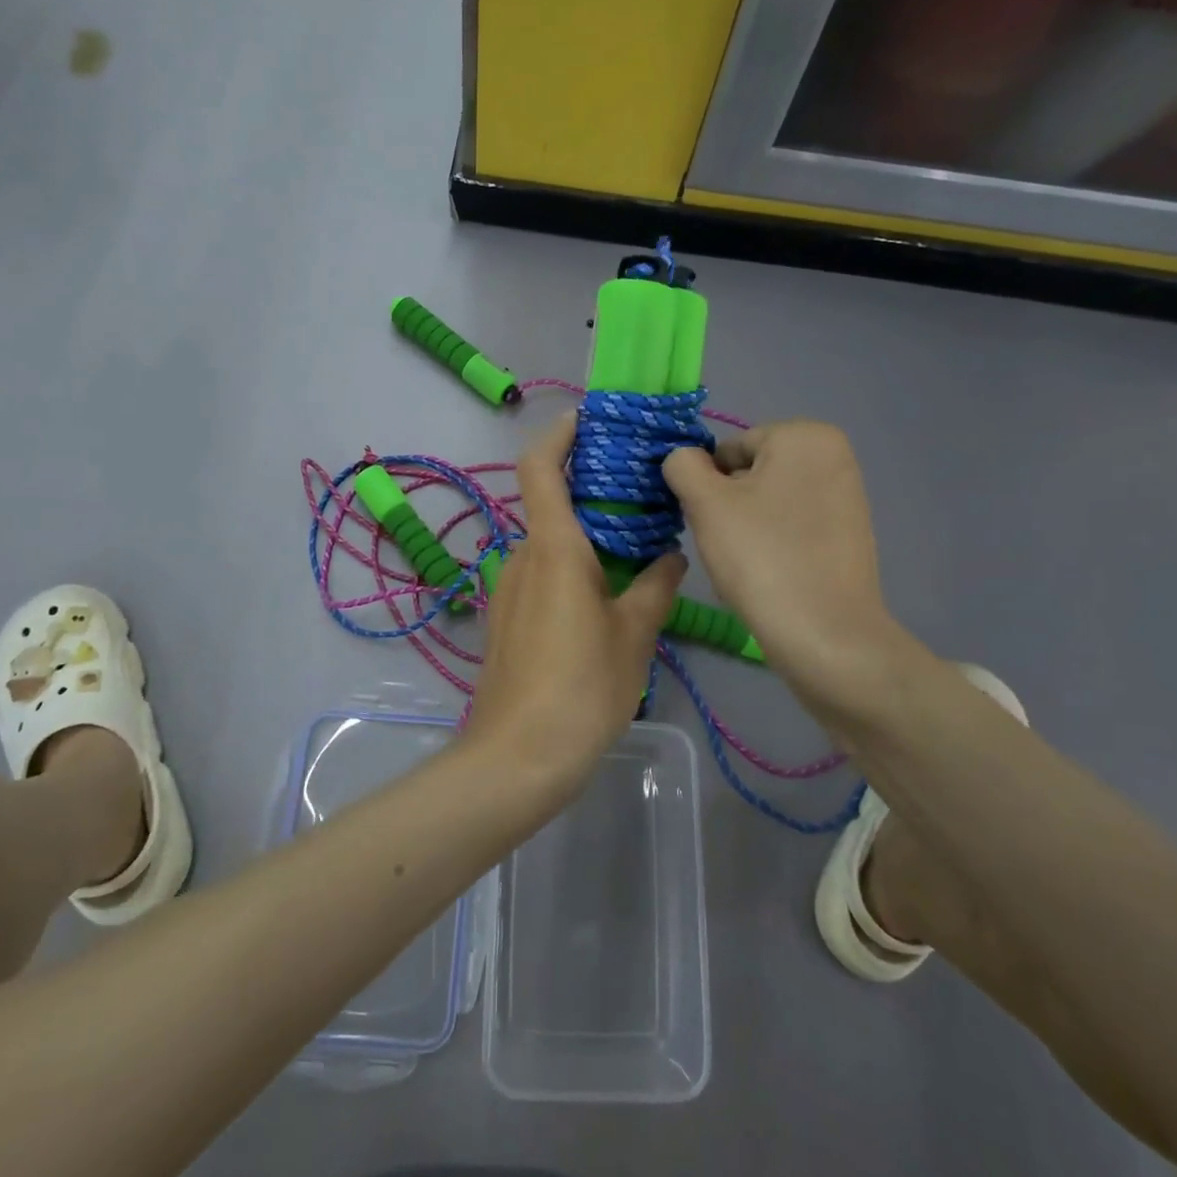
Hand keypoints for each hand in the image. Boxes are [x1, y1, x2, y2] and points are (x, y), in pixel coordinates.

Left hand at [464, 413, 685, 789]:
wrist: (517, 756)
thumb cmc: (581, 687)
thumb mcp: (633, 636)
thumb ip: (655, 587)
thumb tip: (671, 555)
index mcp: (553, 548)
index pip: (541, 467)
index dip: (559, 434)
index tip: (589, 420)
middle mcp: (522, 556)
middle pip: (551, 504)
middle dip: (591, 493)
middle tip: (642, 495)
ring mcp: (508, 588)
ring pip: (549, 544)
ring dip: (586, 537)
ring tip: (637, 550)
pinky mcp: (506, 617)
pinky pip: (541, 574)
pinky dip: (572, 567)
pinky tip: (607, 597)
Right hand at [664, 421, 914, 725]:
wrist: (825, 637)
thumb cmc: (762, 557)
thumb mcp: (706, 503)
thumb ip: (683, 465)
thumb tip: (683, 458)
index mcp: (805, 435)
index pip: (729, 450)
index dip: (708, 486)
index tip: (709, 523)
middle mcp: (835, 456)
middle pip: (751, 474)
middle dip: (730, 506)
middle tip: (728, 545)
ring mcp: (848, 497)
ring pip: (769, 503)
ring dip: (747, 528)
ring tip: (749, 566)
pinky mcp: (850, 536)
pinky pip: (793, 528)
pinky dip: (774, 545)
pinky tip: (770, 576)